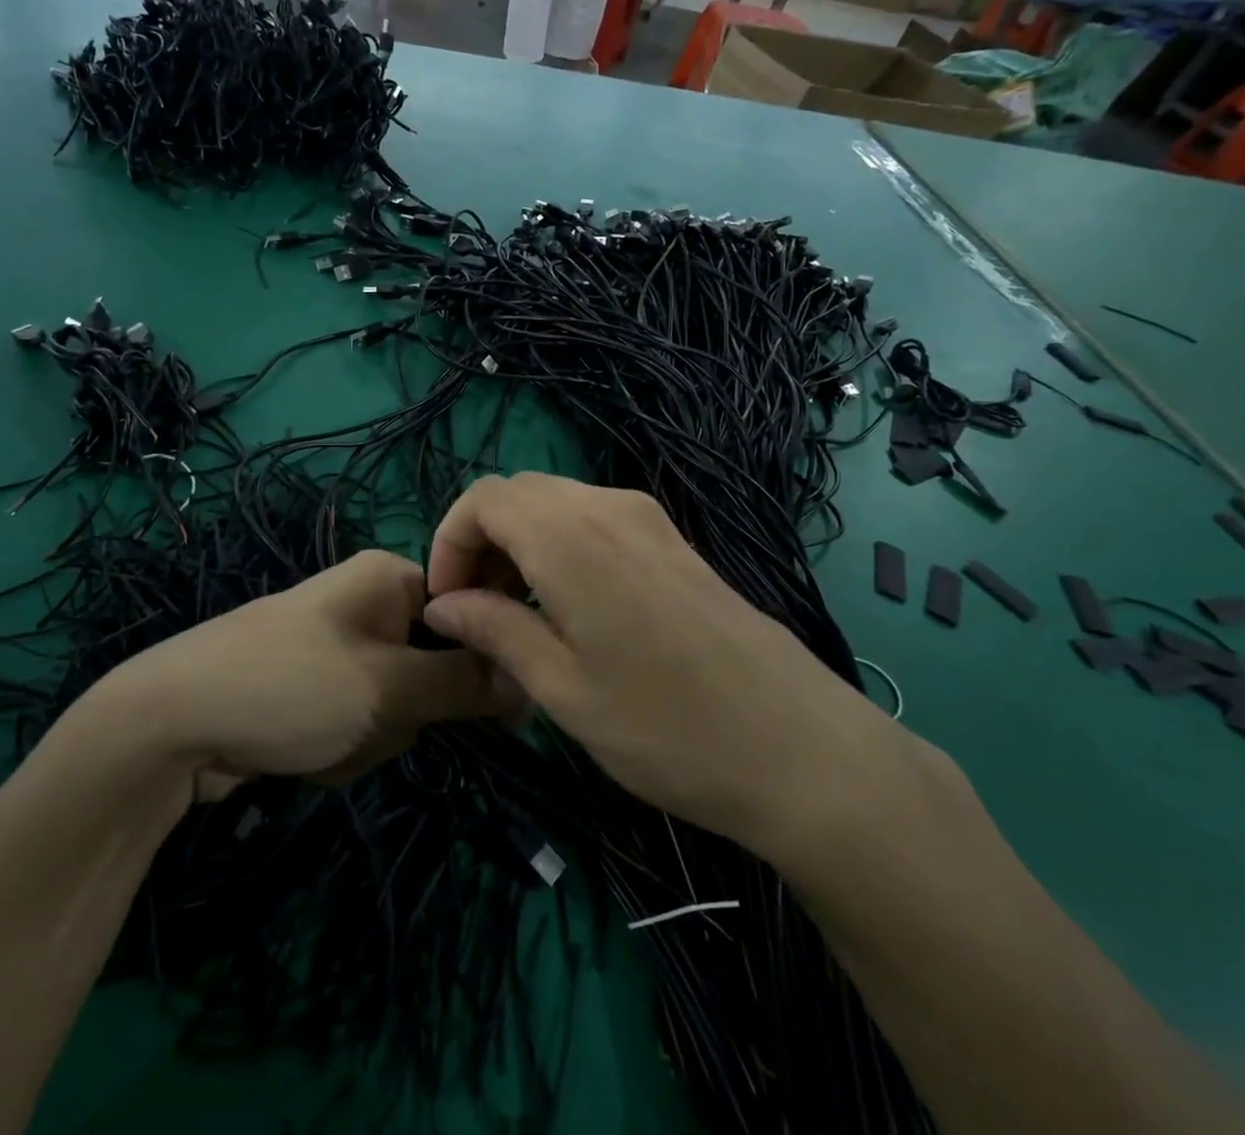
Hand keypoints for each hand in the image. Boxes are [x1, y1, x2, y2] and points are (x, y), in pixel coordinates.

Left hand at [86, 550, 521, 799]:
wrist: (170, 725)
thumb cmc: (290, 687)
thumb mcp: (387, 687)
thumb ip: (463, 682)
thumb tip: (527, 676)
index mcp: (389, 578)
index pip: (469, 612)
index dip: (481, 662)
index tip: (494, 712)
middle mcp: (368, 602)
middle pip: (434, 666)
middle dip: (408, 712)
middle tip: (368, 720)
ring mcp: (340, 648)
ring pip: (399, 705)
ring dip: (373, 738)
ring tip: (325, 739)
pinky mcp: (317, 688)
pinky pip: (362, 721)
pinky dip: (343, 747)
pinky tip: (303, 753)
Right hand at [421, 474, 908, 864]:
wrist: (802, 750)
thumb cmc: (668, 728)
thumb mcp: (563, 689)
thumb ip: (495, 631)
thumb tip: (443, 605)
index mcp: (571, 537)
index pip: (483, 499)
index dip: (449, 541)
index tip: (447, 603)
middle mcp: (608, 508)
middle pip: (517, 494)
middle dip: (481, 541)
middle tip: (477, 611)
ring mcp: (648, 519)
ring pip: (555, 503)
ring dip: (520, 543)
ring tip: (518, 614)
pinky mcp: (673, 541)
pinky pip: (593, 519)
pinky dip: (559, 545)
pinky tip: (569, 607)